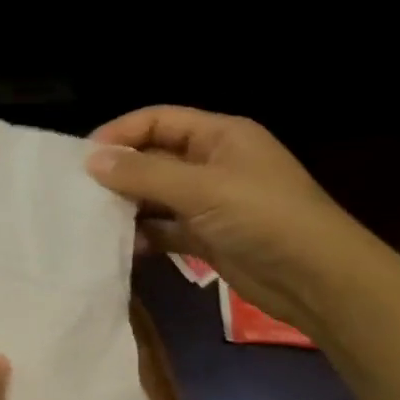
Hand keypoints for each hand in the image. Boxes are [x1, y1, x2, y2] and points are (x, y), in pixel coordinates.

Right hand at [85, 106, 374, 337]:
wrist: (319, 280)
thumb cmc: (264, 218)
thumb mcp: (201, 189)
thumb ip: (144, 174)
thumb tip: (91, 160)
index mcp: (220, 136)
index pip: (158, 120)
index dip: (120, 133)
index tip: (83, 158)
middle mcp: (213, 163)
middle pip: (155, 157)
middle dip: (120, 172)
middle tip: (80, 192)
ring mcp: (212, 202)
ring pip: (158, 195)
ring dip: (129, 206)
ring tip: (94, 220)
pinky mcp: (210, 237)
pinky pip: (167, 229)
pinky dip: (146, 236)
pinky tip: (124, 248)